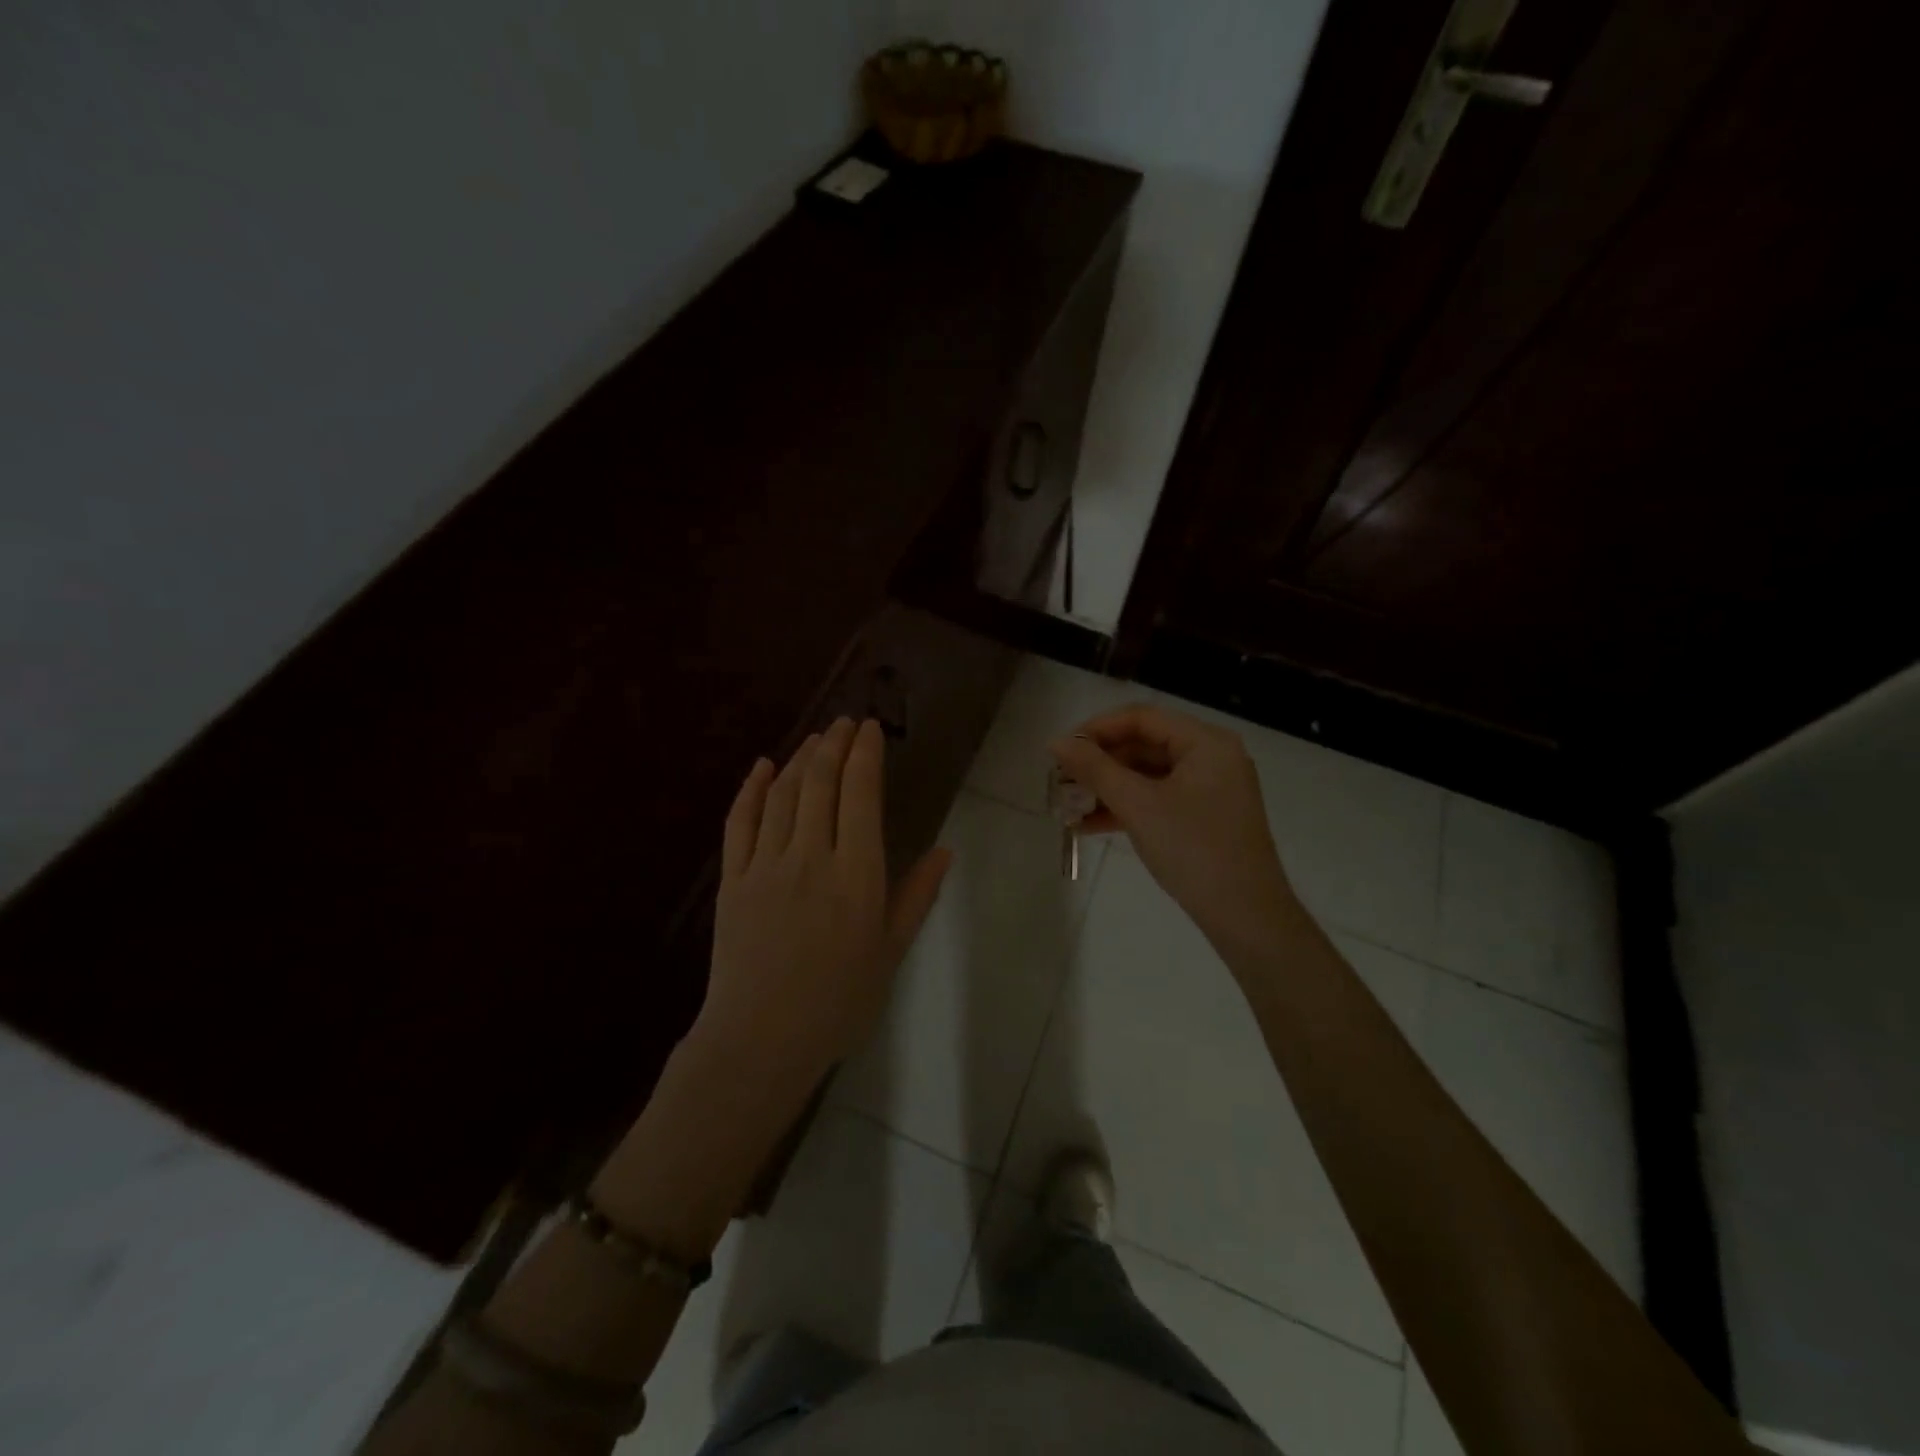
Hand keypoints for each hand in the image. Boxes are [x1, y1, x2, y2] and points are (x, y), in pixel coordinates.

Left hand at [696, 717, 950, 1086]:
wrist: (762, 1039)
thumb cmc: (838, 1001)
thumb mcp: (890, 951)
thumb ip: (917, 896)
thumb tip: (945, 850)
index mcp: (856, 874)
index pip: (861, 795)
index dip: (865, 755)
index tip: (870, 730)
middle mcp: (811, 857)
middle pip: (821, 784)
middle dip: (834, 745)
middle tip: (845, 723)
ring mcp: (766, 865)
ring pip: (783, 795)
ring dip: (801, 760)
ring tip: (816, 739)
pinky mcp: (732, 879)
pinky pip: (740, 822)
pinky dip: (752, 789)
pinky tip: (763, 766)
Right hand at [1050, 704, 1301, 955]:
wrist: (1246, 917)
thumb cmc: (1194, 850)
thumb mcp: (1138, 805)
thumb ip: (1095, 769)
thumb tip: (1056, 742)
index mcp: (1206, 742)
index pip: (1142, 718)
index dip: (1097, 729)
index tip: (1061, 750)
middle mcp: (1211, 757)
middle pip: (1144, 745)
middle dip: (1099, 763)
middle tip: (1060, 780)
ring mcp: (1209, 789)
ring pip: (1147, 776)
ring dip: (1107, 788)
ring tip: (1067, 805)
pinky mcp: (1203, 818)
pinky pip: (1157, 800)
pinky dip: (1126, 808)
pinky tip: (1088, 825)